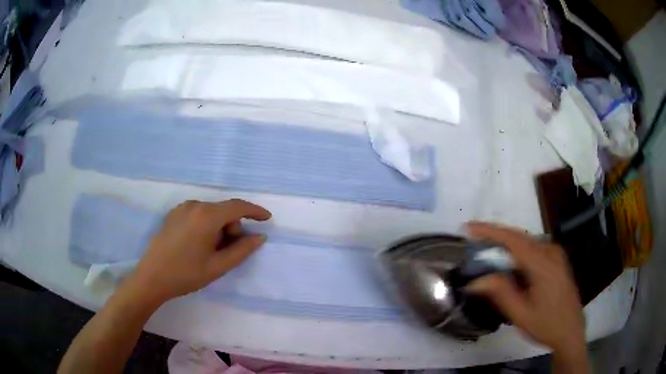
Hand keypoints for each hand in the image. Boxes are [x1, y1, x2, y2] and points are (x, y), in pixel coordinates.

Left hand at [128, 199, 271, 303]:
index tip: (267, 219)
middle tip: (227, 252)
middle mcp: (194, 205)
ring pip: (211, 213)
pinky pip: (197, 214)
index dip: (255, 211)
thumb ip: (242, 250)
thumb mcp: (218, 266)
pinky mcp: (173, 214)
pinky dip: (205, 226)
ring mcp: (182, 208)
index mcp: (207, 216)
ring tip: (209, 252)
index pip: (237, 207)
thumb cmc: (186, 274)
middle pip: (223, 211)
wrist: (152, 277)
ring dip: (218, 228)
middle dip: (232, 228)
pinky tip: (196, 245)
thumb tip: (260, 237)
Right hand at [466, 222, 585, 358]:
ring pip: (526, 242)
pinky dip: (517, 251)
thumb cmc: (546, 325)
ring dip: (506, 244)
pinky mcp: (556, 260)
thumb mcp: (521, 314)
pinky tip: (508, 263)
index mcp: (543, 264)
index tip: (469, 227)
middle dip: (495, 235)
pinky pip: (533, 248)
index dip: (490, 231)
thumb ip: (501, 293)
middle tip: (473, 240)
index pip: (513, 240)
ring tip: (486, 251)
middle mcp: (551, 252)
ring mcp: (555, 255)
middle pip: (519, 237)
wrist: (571, 331)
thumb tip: (477, 280)